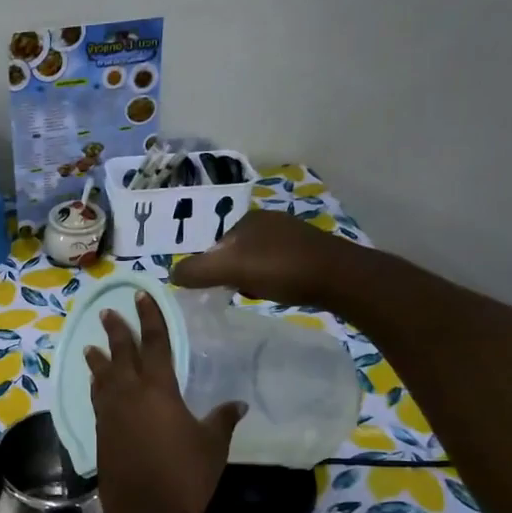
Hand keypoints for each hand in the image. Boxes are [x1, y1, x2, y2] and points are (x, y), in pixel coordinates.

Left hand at [85, 292, 243, 512]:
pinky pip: (97, 399)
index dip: (149, 318)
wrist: (144, 512)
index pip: (154, 344)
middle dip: (116, 331)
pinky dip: (96, 386)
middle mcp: (129, 394)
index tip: (140, 297)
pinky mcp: (100, 432)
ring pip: (102, 376)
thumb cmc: (184, 474)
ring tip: (91, 346)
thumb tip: (237, 404)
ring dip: (98, 359)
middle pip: (120, 354)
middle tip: (108, 312)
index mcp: (158, 389)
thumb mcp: (212, 445)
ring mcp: (110, 413)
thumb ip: (222, 420)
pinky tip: (97, 385)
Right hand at [171, 209, 344, 306]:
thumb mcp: (231, 269)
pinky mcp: (310, 253)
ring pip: (257, 260)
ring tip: (256, 294)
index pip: (215, 243)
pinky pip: (278, 266)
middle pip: (235, 252)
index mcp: (248, 218)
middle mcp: (270, 221)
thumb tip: (172, 274)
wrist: (340, 278)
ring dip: (251, 277)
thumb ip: (197, 270)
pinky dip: (272, 279)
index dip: (211, 267)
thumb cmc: (281, 268)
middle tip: (234, 292)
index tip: (216, 287)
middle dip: (231, 272)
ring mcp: (292, 236)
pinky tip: (278, 291)